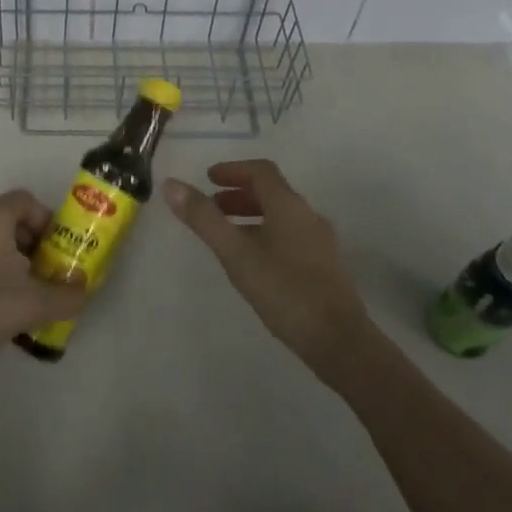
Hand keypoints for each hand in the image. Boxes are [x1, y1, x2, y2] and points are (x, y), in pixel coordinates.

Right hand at [165, 160, 372, 375]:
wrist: (340, 341)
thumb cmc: (284, 290)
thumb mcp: (235, 253)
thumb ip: (204, 219)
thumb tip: (171, 184)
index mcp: (288, 205)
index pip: (260, 171)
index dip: (233, 170)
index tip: (209, 179)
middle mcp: (308, 216)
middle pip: (272, 192)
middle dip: (239, 194)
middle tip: (212, 207)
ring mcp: (321, 242)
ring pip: (282, 216)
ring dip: (253, 215)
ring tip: (228, 236)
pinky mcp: (326, 267)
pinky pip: (291, 236)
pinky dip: (267, 234)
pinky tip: (256, 262)